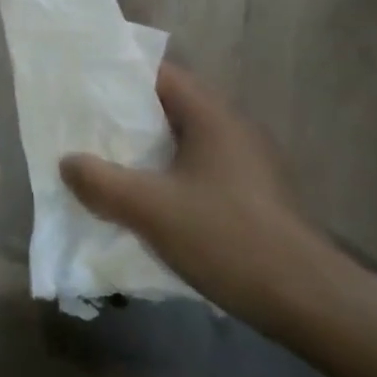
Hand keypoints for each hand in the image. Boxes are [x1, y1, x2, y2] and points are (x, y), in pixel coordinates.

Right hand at [59, 62, 344, 330]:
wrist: (309, 302)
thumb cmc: (227, 238)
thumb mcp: (150, 209)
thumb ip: (101, 182)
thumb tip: (68, 162)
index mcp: (211, 115)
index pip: (159, 74)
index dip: (119, 76)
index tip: (83, 87)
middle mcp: (231, 128)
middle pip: (169, 106)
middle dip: (126, 116)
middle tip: (85, 127)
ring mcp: (246, 162)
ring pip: (183, 141)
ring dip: (147, 150)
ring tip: (106, 162)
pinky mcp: (252, 194)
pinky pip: (198, 169)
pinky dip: (168, 174)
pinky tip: (146, 200)